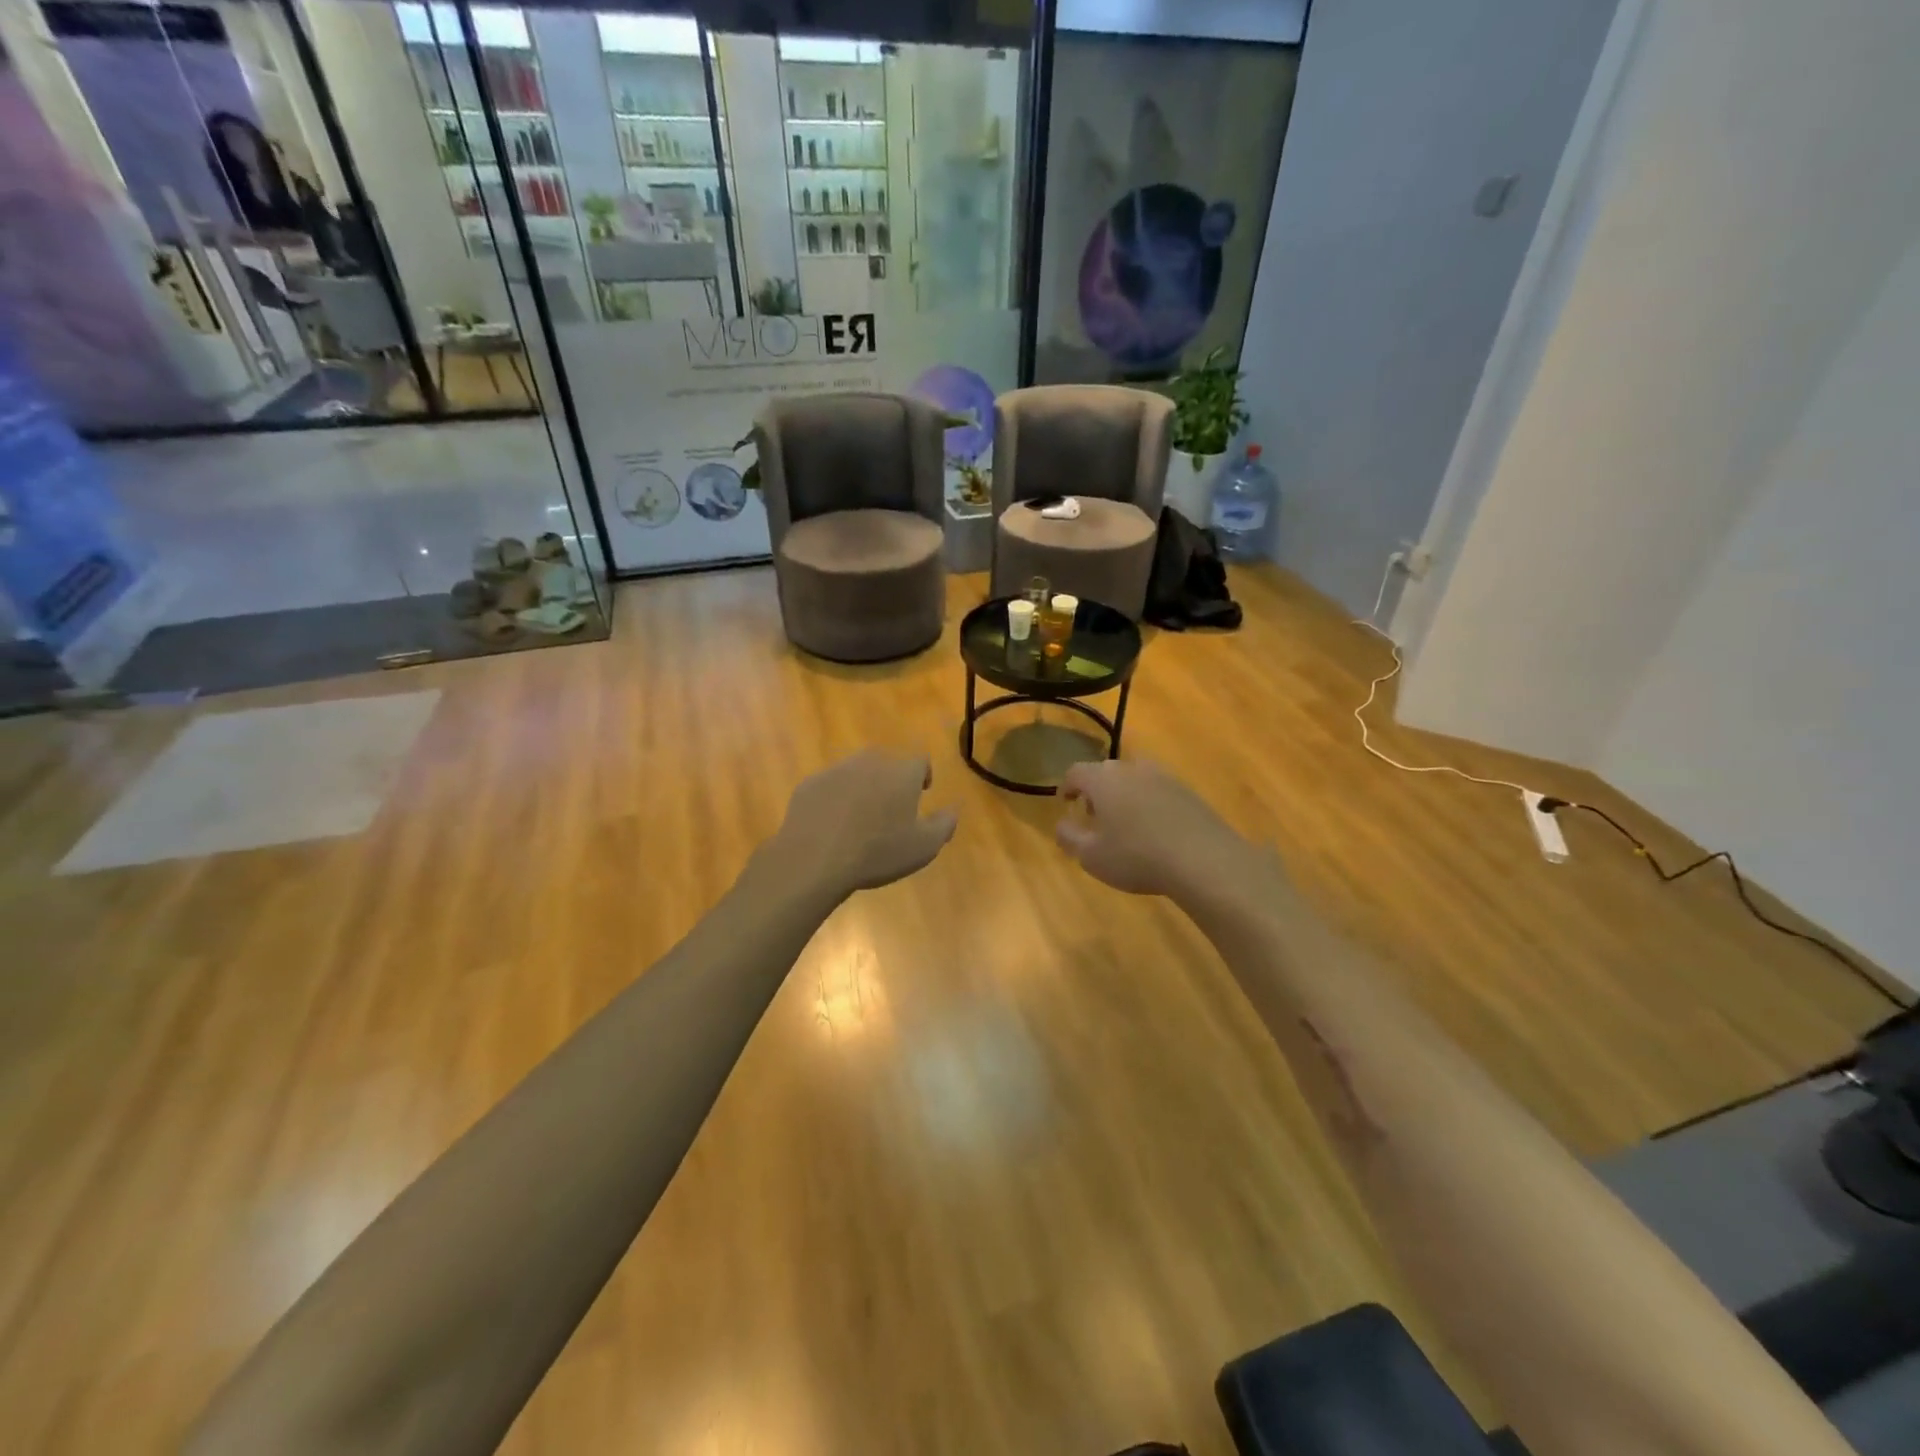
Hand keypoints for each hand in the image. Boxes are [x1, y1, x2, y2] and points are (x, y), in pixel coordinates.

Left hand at [766, 751, 957, 900]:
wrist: (815, 858)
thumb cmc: (878, 852)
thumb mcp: (924, 847)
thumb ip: (944, 824)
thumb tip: (952, 810)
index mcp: (902, 772)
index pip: (920, 761)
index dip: (923, 776)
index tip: (921, 793)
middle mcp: (870, 762)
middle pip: (887, 764)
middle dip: (891, 781)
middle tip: (890, 809)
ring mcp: (836, 770)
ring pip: (857, 773)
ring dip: (862, 788)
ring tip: (860, 818)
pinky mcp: (810, 784)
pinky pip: (830, 786)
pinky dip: (835, 799)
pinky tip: (832, 824)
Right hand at [1056, 759, 1248, 899]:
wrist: (1204, 860)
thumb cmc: (1137, 857)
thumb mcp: (1091, 856)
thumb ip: (1069, 837)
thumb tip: (1061, 824)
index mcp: (1104, 779)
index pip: (1076, 772)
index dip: (1067, 786)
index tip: (1065, 802)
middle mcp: (1133, 769)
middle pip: (1107, 771)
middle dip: (1096, 790)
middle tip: (1093, 814)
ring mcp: (1165, 777)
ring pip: (1135, 779)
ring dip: (1124, 795)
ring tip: (1125, 822)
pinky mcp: (1188, 792)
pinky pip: (1158, 791)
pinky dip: (1149, 803)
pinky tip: (1154, 829)